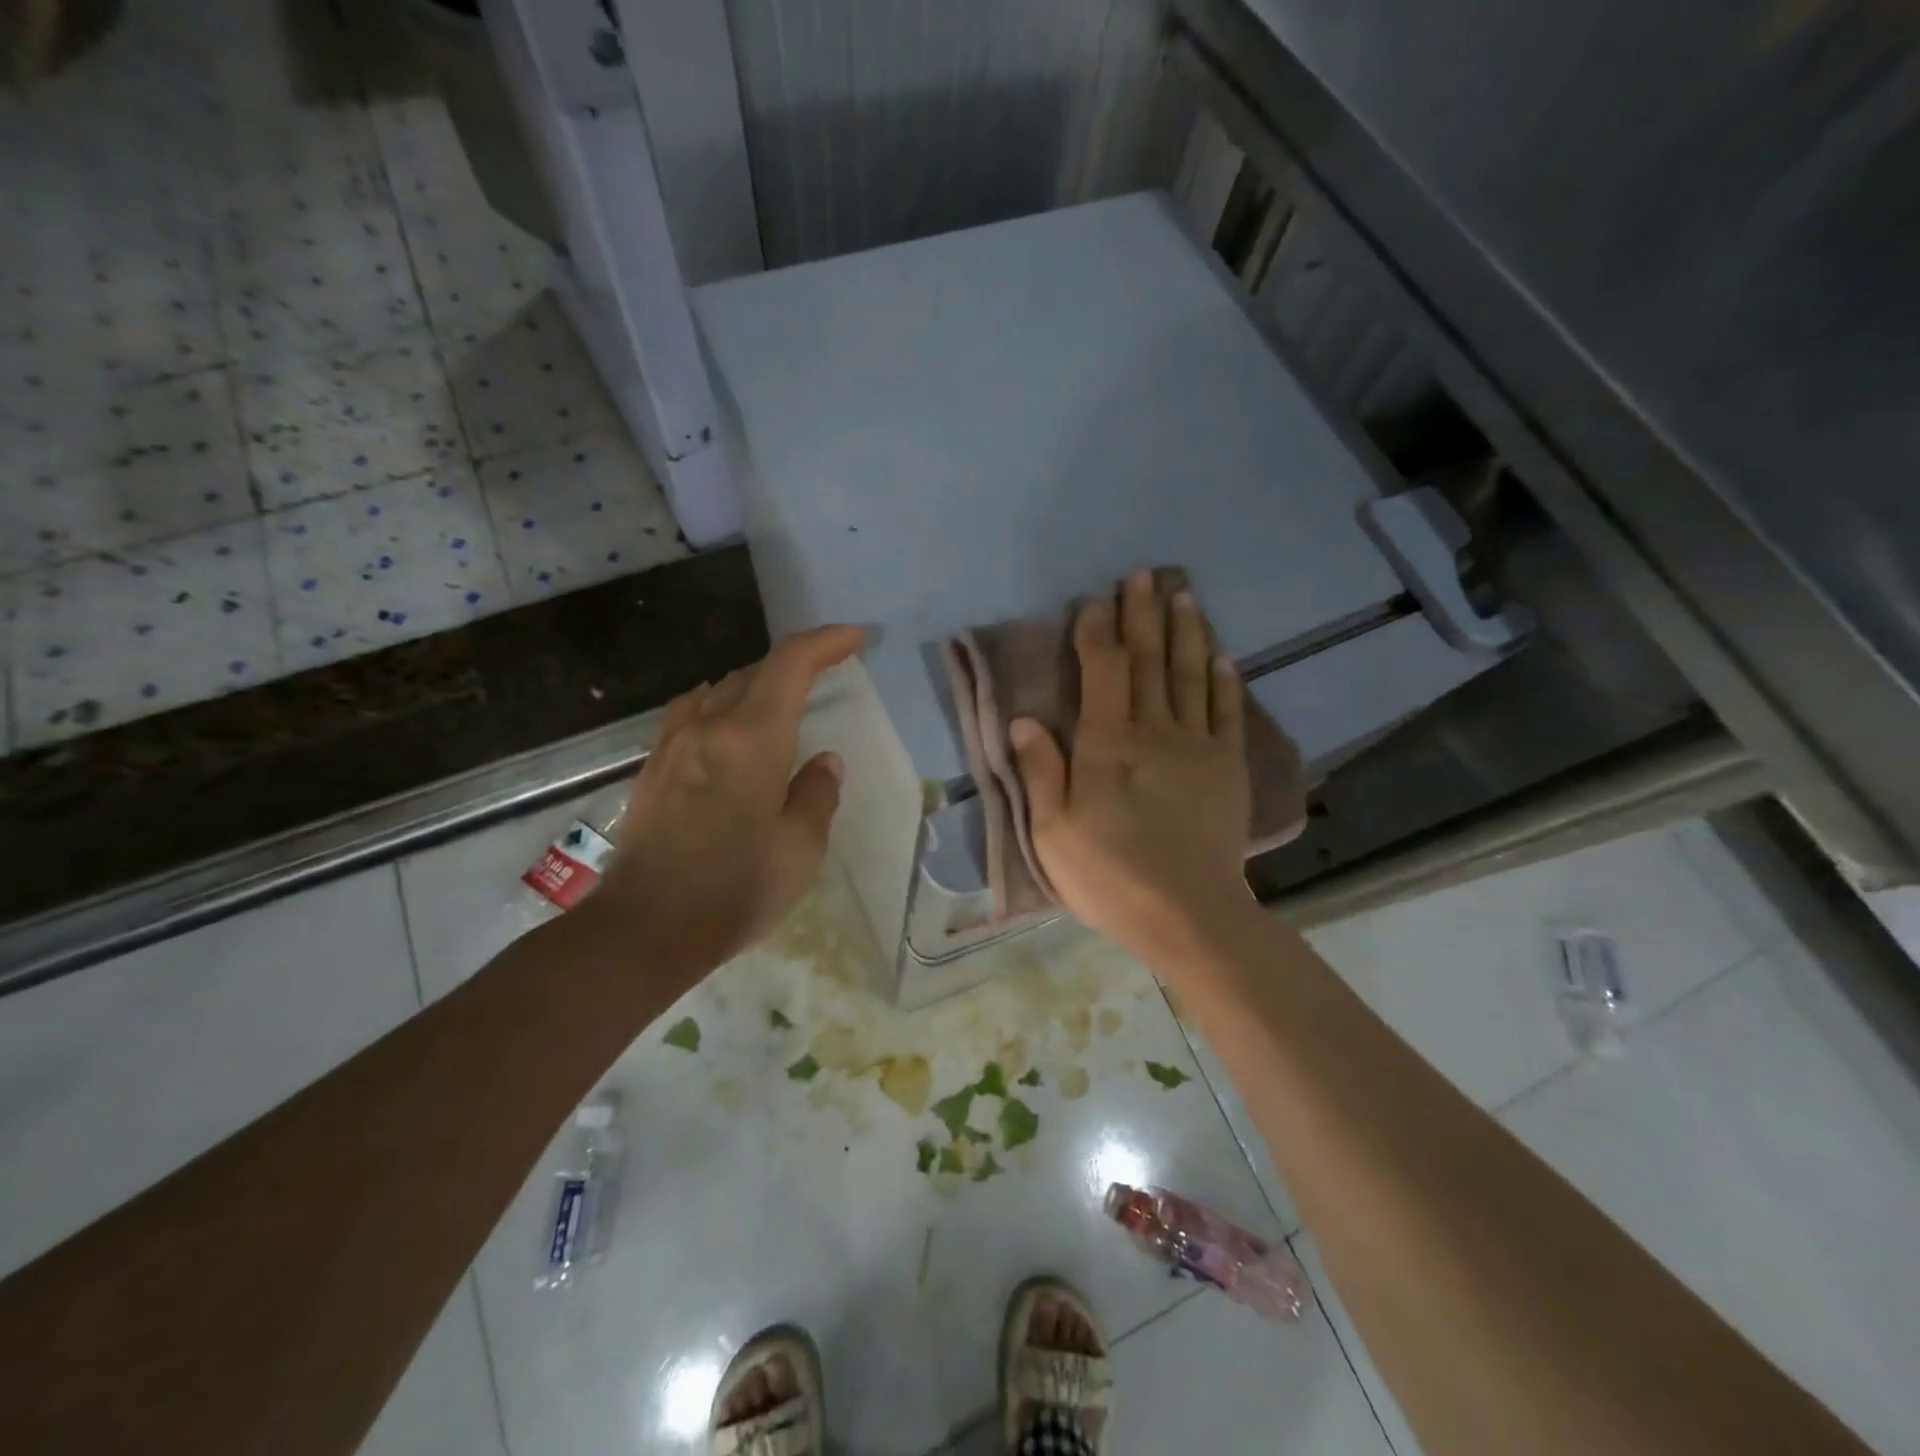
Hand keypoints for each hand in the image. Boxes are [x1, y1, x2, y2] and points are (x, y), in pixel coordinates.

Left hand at [590, 625, 866, 978]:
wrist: (645, 928)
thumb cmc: (736, 889)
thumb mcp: (801, 848)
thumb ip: (817, 794)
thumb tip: (823, 762)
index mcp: (752, 738)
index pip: (791, 663)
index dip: (827, 641)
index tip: (856, 639)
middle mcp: (709, 726)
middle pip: (755, 671)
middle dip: (797, 663)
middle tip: (829, 671)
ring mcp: (673, 744)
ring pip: (721, 689)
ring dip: (758, 684)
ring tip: (783, 700)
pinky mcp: (653, 767)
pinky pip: (692, 712)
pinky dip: (723, 704)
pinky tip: (728, 725)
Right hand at [1009, 573, 1254, 968]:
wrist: (1189, 916)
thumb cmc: (1110, 876)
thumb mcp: (1053, 832)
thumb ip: (1040, 771)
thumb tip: (1024, 719)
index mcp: (1108, 745)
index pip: (1103, 671)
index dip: (1096, 632)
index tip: (1093, 601)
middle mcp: (1155, 731)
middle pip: (1149, 661)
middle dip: (1144, 615)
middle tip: (1144, 574)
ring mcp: (1197, 747)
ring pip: (1191, 675)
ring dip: (1187, 632)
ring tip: (1184, 595)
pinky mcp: (1227, 768)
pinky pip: (1227, 712)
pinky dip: (1224, 680)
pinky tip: (1222, 656)